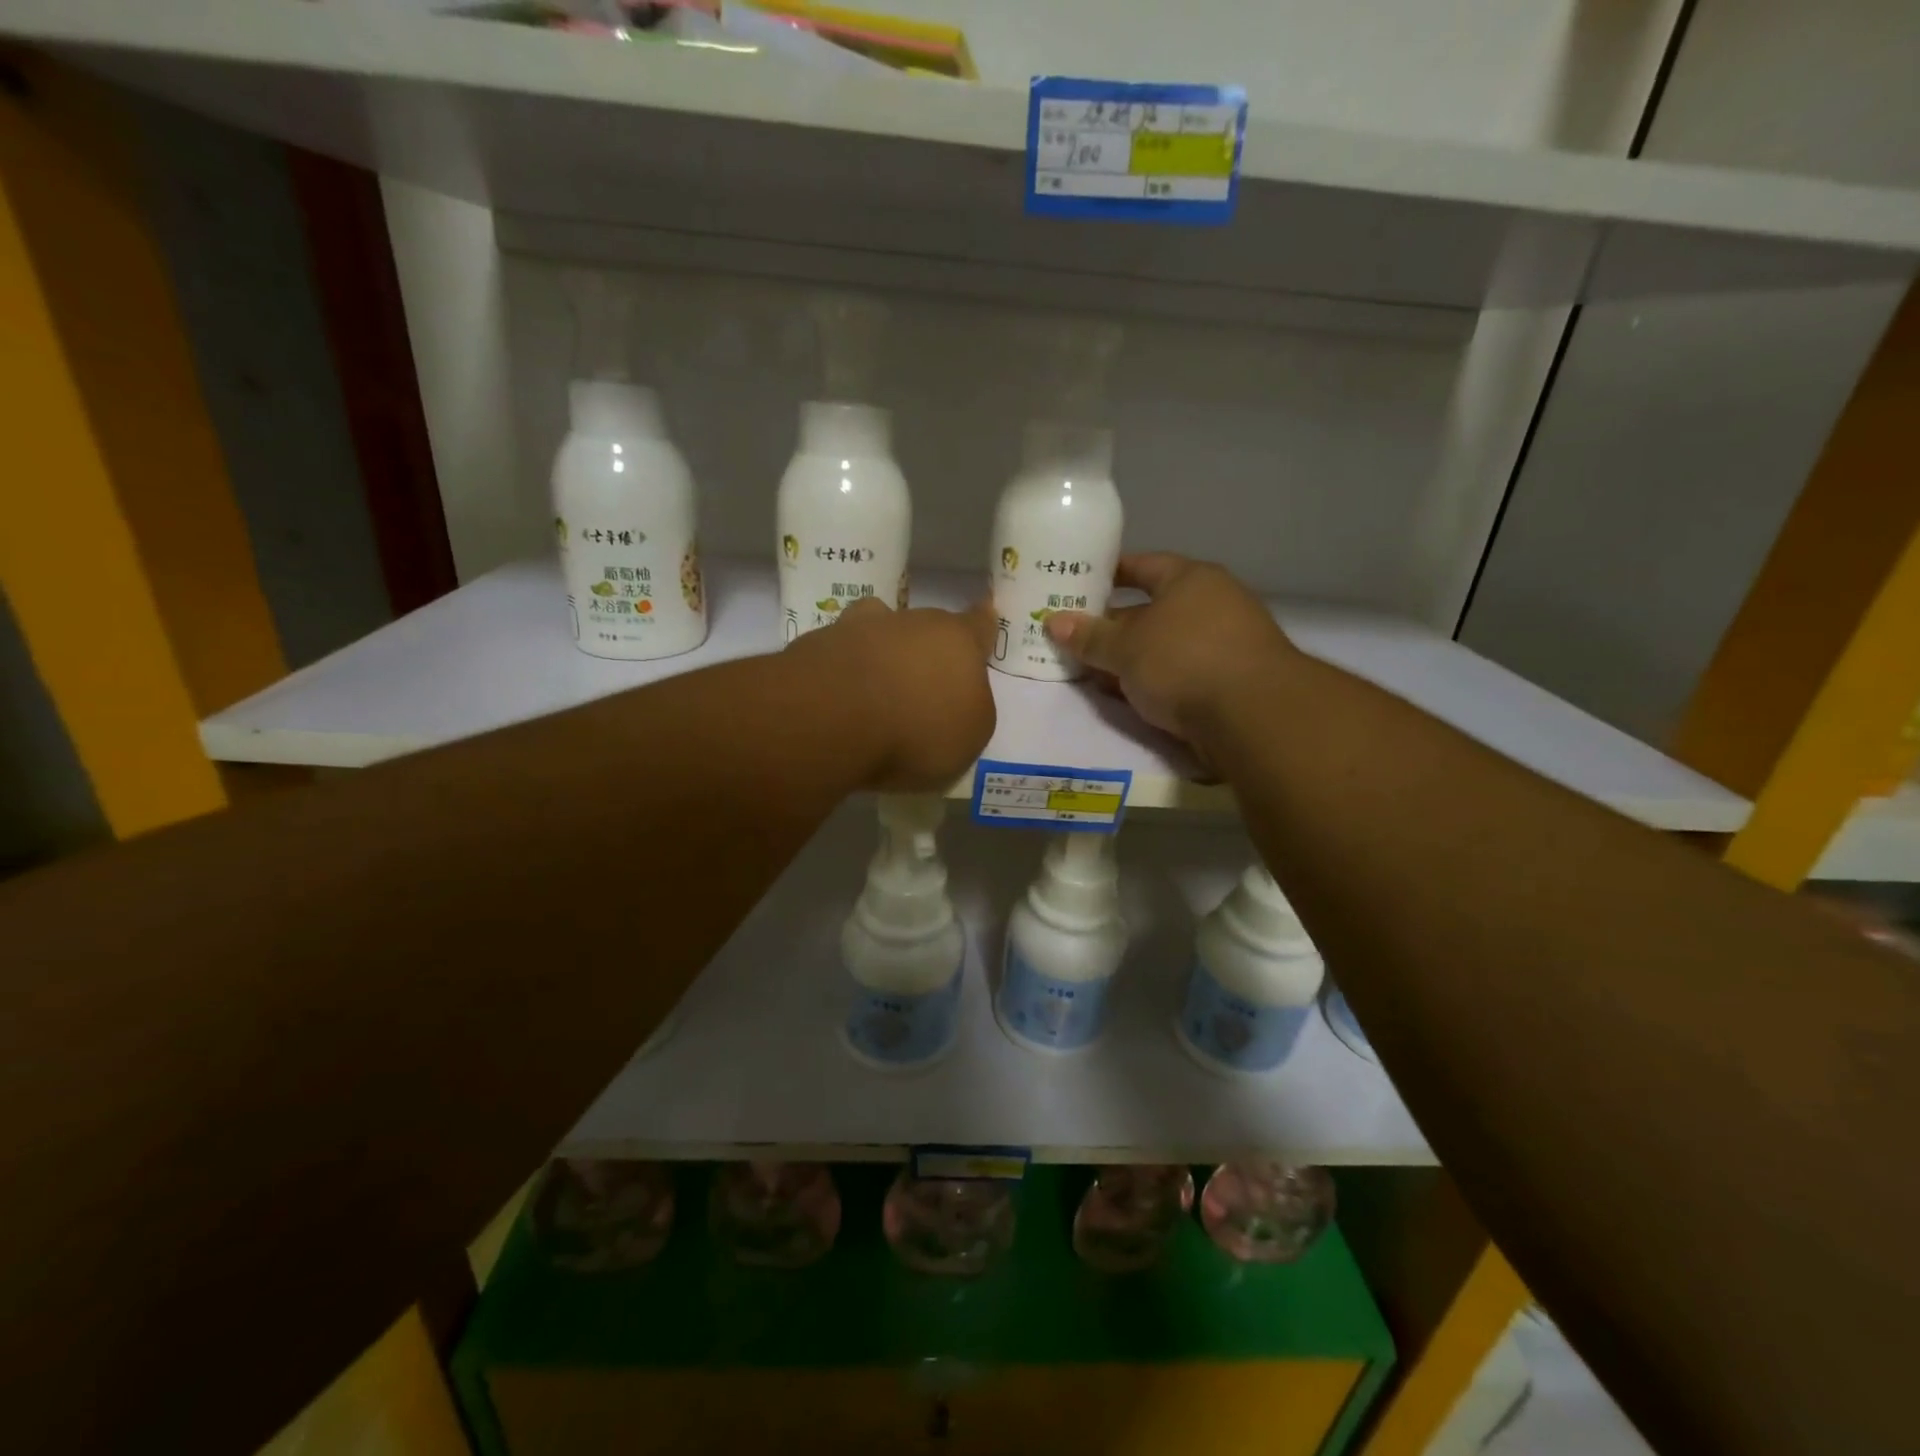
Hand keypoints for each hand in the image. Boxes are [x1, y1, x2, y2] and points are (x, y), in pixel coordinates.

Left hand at [793, 597, 997, 790]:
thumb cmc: (919, 728)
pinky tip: (836, 704)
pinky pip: (836, 657)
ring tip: (872, 688)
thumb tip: (955, 698)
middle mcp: (909, 622)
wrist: (833, 719)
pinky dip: (840, 674)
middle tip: (919, 683)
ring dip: (878, 652)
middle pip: (923, 627)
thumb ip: (970, 709)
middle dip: (923, 648)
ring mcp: (856, 629)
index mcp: (957, 640)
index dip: (982, 626)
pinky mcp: (813, 648)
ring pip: (874, 630)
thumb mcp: (969, 735)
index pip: (978, 625)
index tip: (984, 613)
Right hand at [1044, 554, 1295, 746]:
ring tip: (1091, 671)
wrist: (1253, 715)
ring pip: (1164, 646)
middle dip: (1114, 625)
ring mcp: (1225, 644)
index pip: (1143, 565)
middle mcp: (1213, 604)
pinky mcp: (1230, 682)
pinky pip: (1179, 674)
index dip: (1109, 573)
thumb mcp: (1125, 647)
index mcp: (1190, 579)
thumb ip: (1089, 636)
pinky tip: (1126, 697)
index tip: (1079, 584)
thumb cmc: (1184, 660)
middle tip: (1075, 637)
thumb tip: (1053, 622)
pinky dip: (1152, 682)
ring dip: (1131, 658)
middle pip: (1152, 609)